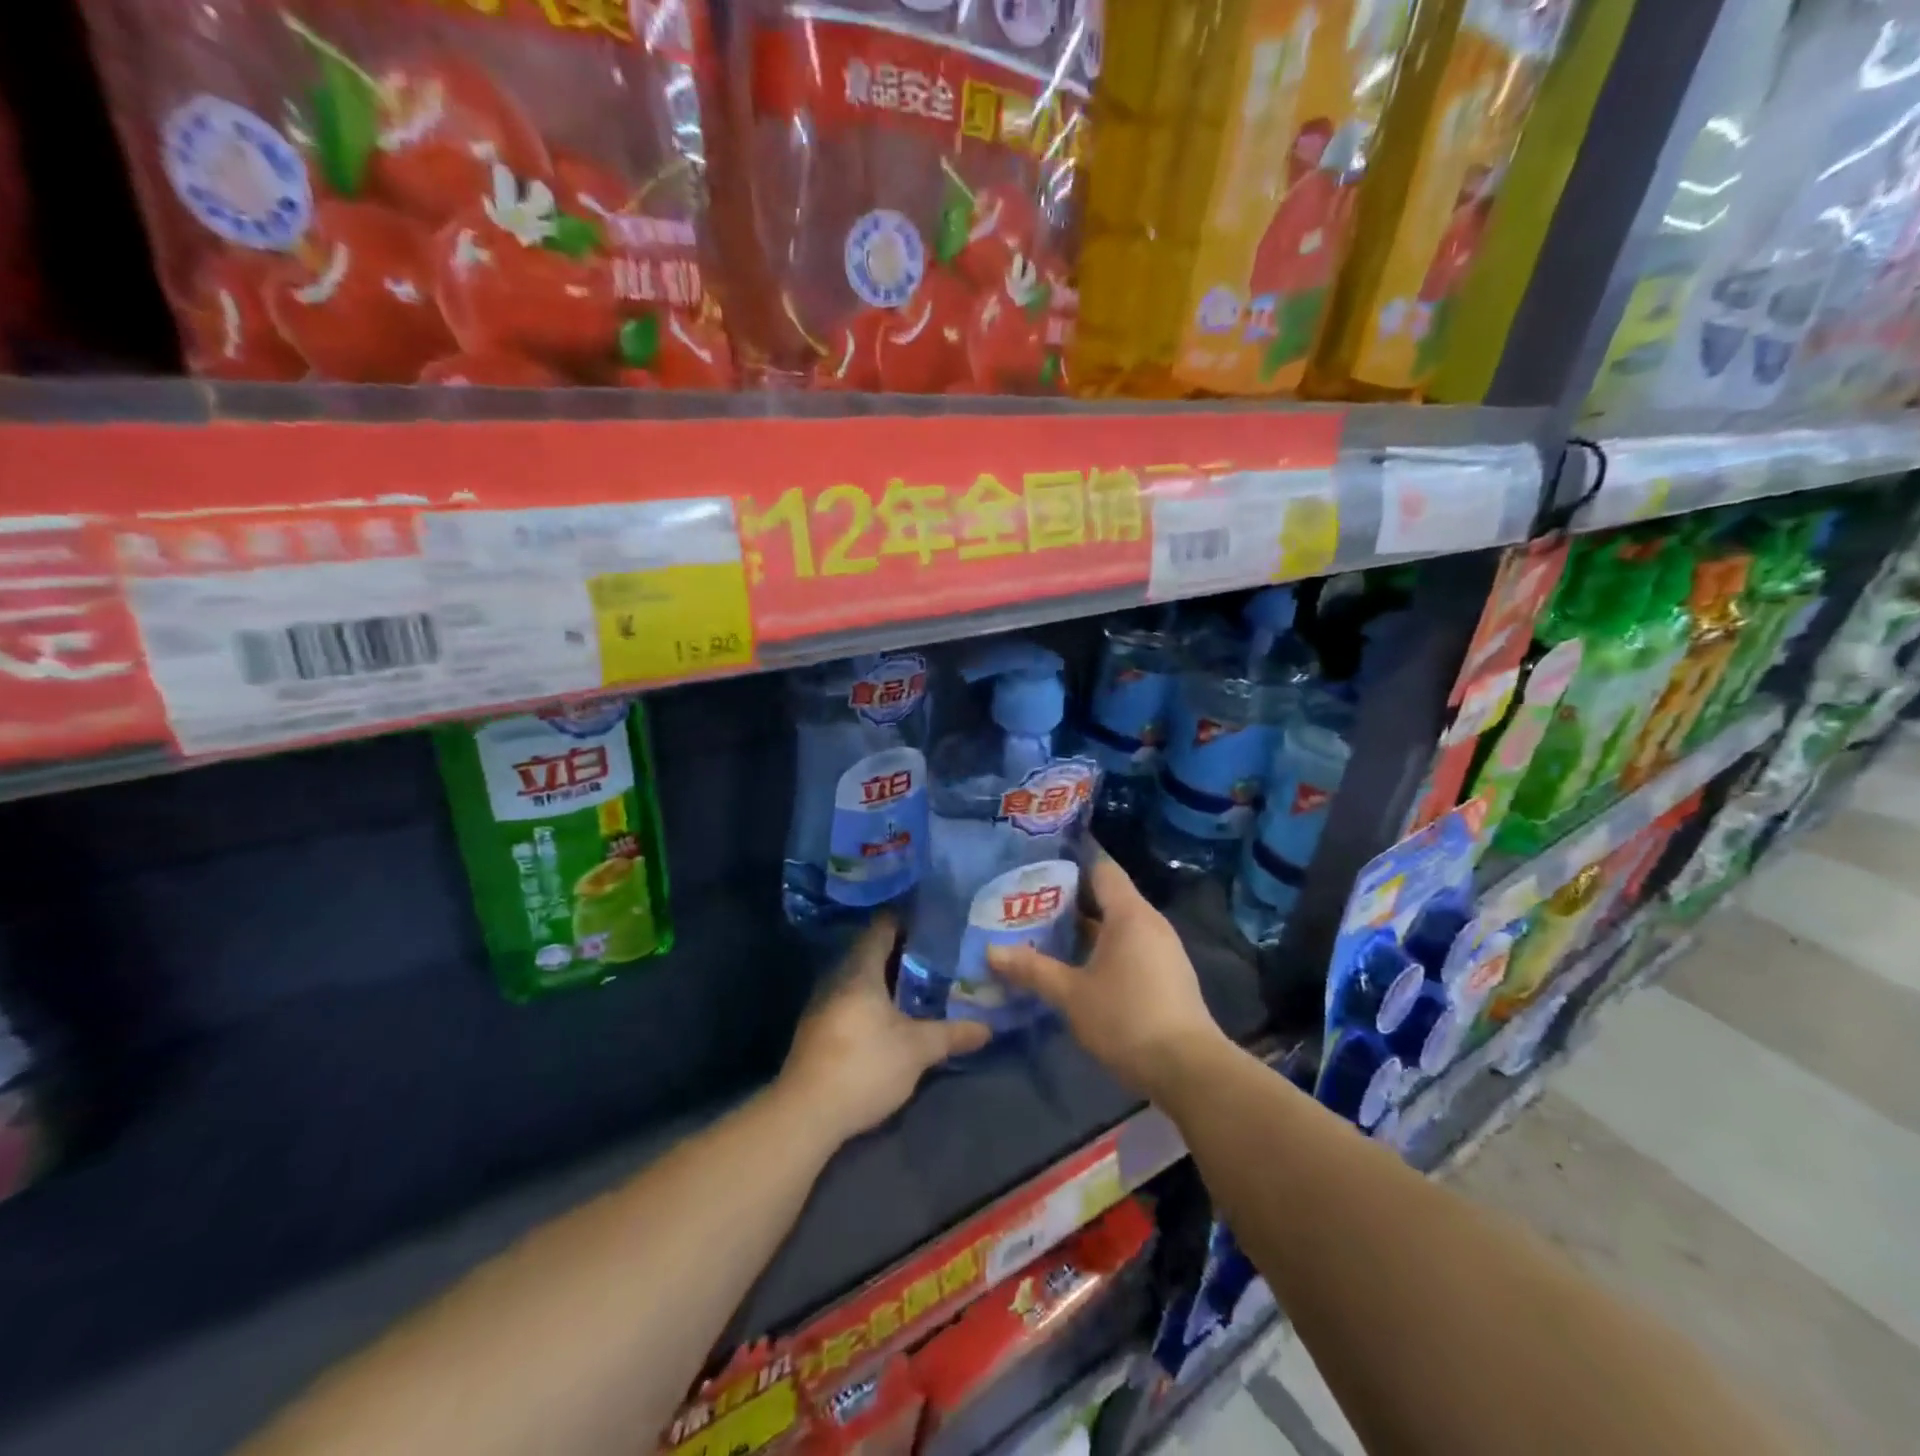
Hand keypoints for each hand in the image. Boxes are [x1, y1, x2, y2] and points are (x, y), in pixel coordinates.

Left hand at [780, 917, 990, 1141]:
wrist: (806, 1114)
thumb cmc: (865, 1065)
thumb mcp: (917, 1050)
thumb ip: (951, 1035)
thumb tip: (987, 1028)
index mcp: (860, 971)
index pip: (881, 928)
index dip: (906, 920)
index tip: (932, 920)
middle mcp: (838, 979)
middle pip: (871, 954)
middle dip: (902, 953)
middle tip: (937, 955)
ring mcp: (823, 1006)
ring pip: (860, 981)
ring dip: (887, 981)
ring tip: (921, 985)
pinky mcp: (818, 1032)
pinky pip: (851, 1002)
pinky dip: (873, 1003)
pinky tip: (892, 1018)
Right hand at [988, 854, 1228, 1100]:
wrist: (1188, 1071)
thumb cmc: (1126, 1019)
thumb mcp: (1071, 995)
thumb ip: (1032, 969)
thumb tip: (991, 951)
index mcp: (1130, 914)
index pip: (1101, 868)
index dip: (1071, 861)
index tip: (1039, 863)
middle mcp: (1150, 923)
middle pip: (1107, 896)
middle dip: (1068, 899)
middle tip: (1027, 902)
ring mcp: (1162, 950)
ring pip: (1116, 925)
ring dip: (1084, 927)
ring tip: (1043, 932)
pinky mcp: (1165, 975)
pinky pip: (1128, 946)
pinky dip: (1101, 947)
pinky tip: (1074, 965)